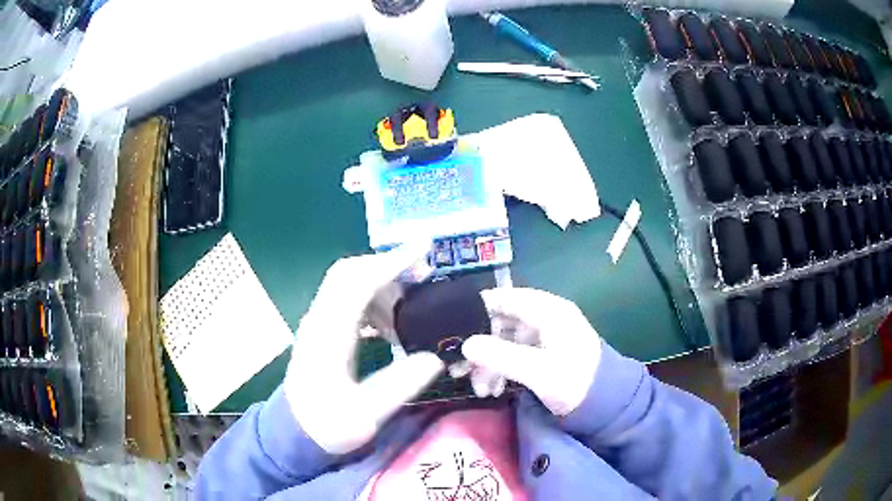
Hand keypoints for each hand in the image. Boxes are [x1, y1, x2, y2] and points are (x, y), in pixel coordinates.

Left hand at [284, 243, 444, 454]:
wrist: (294, 433)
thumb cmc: (326, 425)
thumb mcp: (365, 415)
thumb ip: (399, 385)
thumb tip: (435, 358)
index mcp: (328, 335)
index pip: (357, 283)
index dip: (390, 263)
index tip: (423, 252)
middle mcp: (320, 320)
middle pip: (350, 273)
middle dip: (387, 265)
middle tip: (423, 274)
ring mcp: (319, 324)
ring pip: (349, 284)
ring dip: (382, 284)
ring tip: (412, 303)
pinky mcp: (323, 331)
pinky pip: (349, 301)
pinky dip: (373, 300)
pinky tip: (391, 324)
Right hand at [462, 288, 601, 416]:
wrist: (606, 403)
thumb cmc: (576, 382)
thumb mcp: (539, 371)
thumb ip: (501, 356)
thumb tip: (466, 345)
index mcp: (547, 311)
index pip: (505, 297)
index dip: (477, 309)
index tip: (451, 328)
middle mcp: (543, 318)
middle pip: (500, 322)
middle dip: (480, 346)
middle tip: (459, 369)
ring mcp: (542, 336)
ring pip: (504, 341)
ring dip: (488, 363)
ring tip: (480, 389)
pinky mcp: (542, 354)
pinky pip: (513, 355)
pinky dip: (500, 369)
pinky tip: (492, 389)